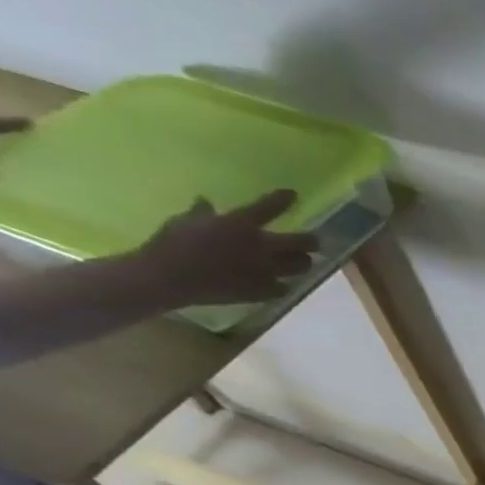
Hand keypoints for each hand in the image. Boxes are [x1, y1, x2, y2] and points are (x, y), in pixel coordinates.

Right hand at [130, 191, 317, 306]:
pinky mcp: (263, 290)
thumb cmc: (173, 243)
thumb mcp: (185, 221)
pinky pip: (284, 288)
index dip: (283, 199)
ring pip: (300, 266)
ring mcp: (265, 270)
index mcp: (241, 224)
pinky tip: (283, 284)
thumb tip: (204, 201)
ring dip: (303, 263)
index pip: (269, 207)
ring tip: (303, 262)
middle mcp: (261, 246)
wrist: (169, 277)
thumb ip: (201, 212)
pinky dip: (285, 285)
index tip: (292, 195)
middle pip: (302, 243)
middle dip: (312, 241)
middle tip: (315, 241)